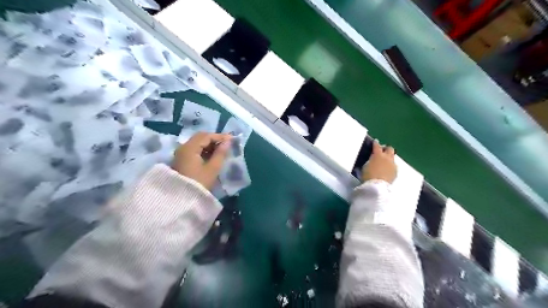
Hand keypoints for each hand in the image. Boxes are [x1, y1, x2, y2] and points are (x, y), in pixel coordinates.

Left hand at [171, 132, 230, 189]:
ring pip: (197, 143)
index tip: (232, 139)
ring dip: (209, 144)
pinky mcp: (181, 160)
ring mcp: (181, 154)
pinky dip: (204, 150)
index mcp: (190, 148)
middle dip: (214, 139)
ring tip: (221, 150)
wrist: (181, 200)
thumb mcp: (213, 168)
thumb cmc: (199, 183)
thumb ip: (221, 153)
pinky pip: (194, 150)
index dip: (220, 136)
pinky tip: (212, 155)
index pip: (206, 136)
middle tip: (227, 144)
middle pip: (200, 137)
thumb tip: (228, 142)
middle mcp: (183, 147)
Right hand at [363, 140, 396, 183]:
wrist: (377, 186)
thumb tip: (370, 159)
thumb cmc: (367, 175)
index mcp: (378, 154)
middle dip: (386, 149)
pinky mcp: (395, 172)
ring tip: (384, 162)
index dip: (375, 143)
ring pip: (393, 157)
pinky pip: (393, 166)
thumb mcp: (365, 166)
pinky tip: (386, 170)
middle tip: (382, 151)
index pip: (377, 145)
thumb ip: (369, 160)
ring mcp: (392, 164)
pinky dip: (390, 166)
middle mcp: (387, 157)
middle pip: (389, 149)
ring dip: (389, 158)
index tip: (375, 142)